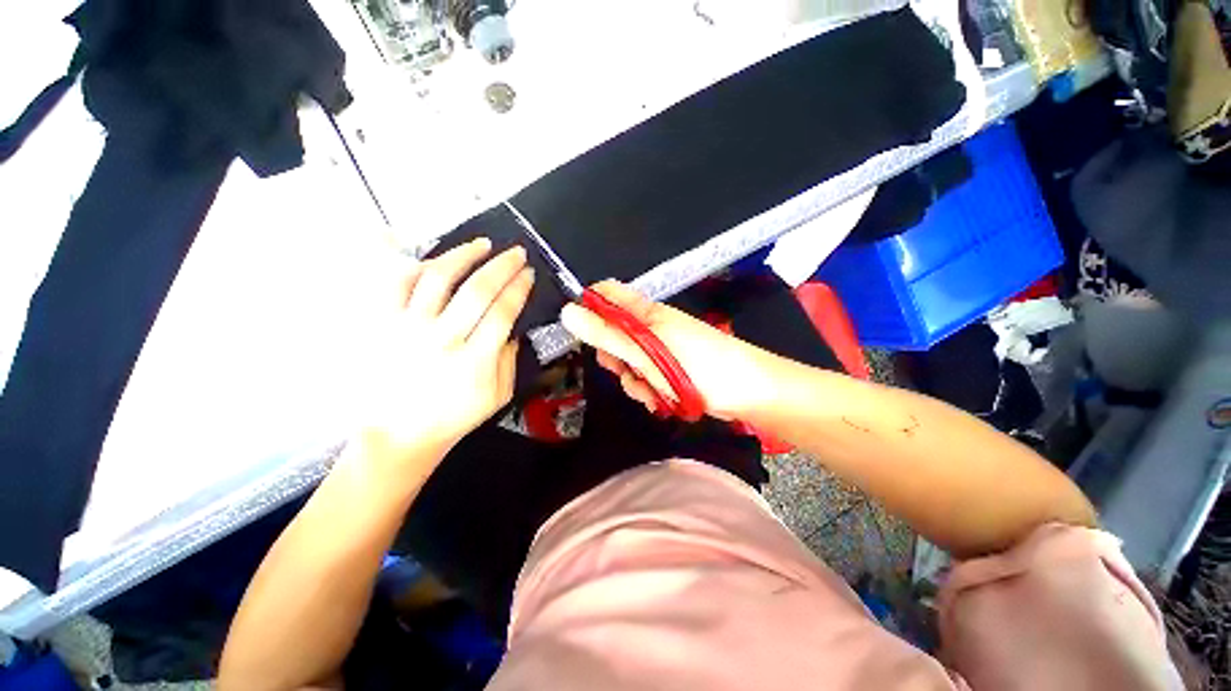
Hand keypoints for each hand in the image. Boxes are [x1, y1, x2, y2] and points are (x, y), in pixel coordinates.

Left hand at [357, 238, 533, 466]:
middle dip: (501, 266)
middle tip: (516, 252)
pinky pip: (396, 284)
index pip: (502, 312)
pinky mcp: (381, 325)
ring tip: (482, 244)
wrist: (398, 435)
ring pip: (437, 278)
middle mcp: (442, 339)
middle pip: (476, 290)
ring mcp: (407, 329)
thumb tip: (511, 329)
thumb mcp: (498, 397)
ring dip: (463, 255)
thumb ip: (509, 360)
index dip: (518, 288)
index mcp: (475, 361)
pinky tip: (437, 261)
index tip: (529, 273)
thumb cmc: (453, 418)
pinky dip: (417, 266)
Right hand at [560, 281, 785, 419]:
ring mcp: (661, 350)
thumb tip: (567, 312)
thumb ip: (607, 335)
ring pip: (628, 363)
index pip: (606, 295)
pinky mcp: (670, 371)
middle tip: (628, 368)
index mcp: (646, 312)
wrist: (749, 393)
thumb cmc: (700, 367)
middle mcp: (651, 328)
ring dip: (635, 381)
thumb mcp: (648, 352)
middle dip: (615, 358)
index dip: (590, 309)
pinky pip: (645, 379)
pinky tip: (665, 399)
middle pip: (612, 336)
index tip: (587, 335)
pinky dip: (650, 391)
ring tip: (656, 390)